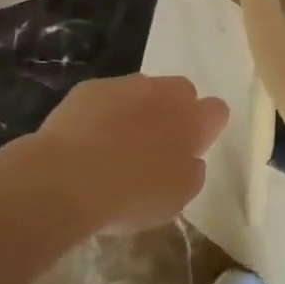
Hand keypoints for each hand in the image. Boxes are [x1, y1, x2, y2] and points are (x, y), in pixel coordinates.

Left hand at [25, 75, 226, 233]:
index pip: (217, 111)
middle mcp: (165, 93)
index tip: (191, 148)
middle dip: (174, 111)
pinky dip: (104, 112)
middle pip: (182, 91)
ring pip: (144, 90)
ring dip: (139, 108)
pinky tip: (87, 139)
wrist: (67, 179)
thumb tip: (190, 158)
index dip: (206, 128)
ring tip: (116, 143)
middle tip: (156, 144)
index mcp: (193, 121)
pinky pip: (107, 96)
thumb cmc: (131, 195)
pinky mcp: (91, 87)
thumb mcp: (177, 198)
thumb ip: (192, 171)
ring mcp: (127, 85)